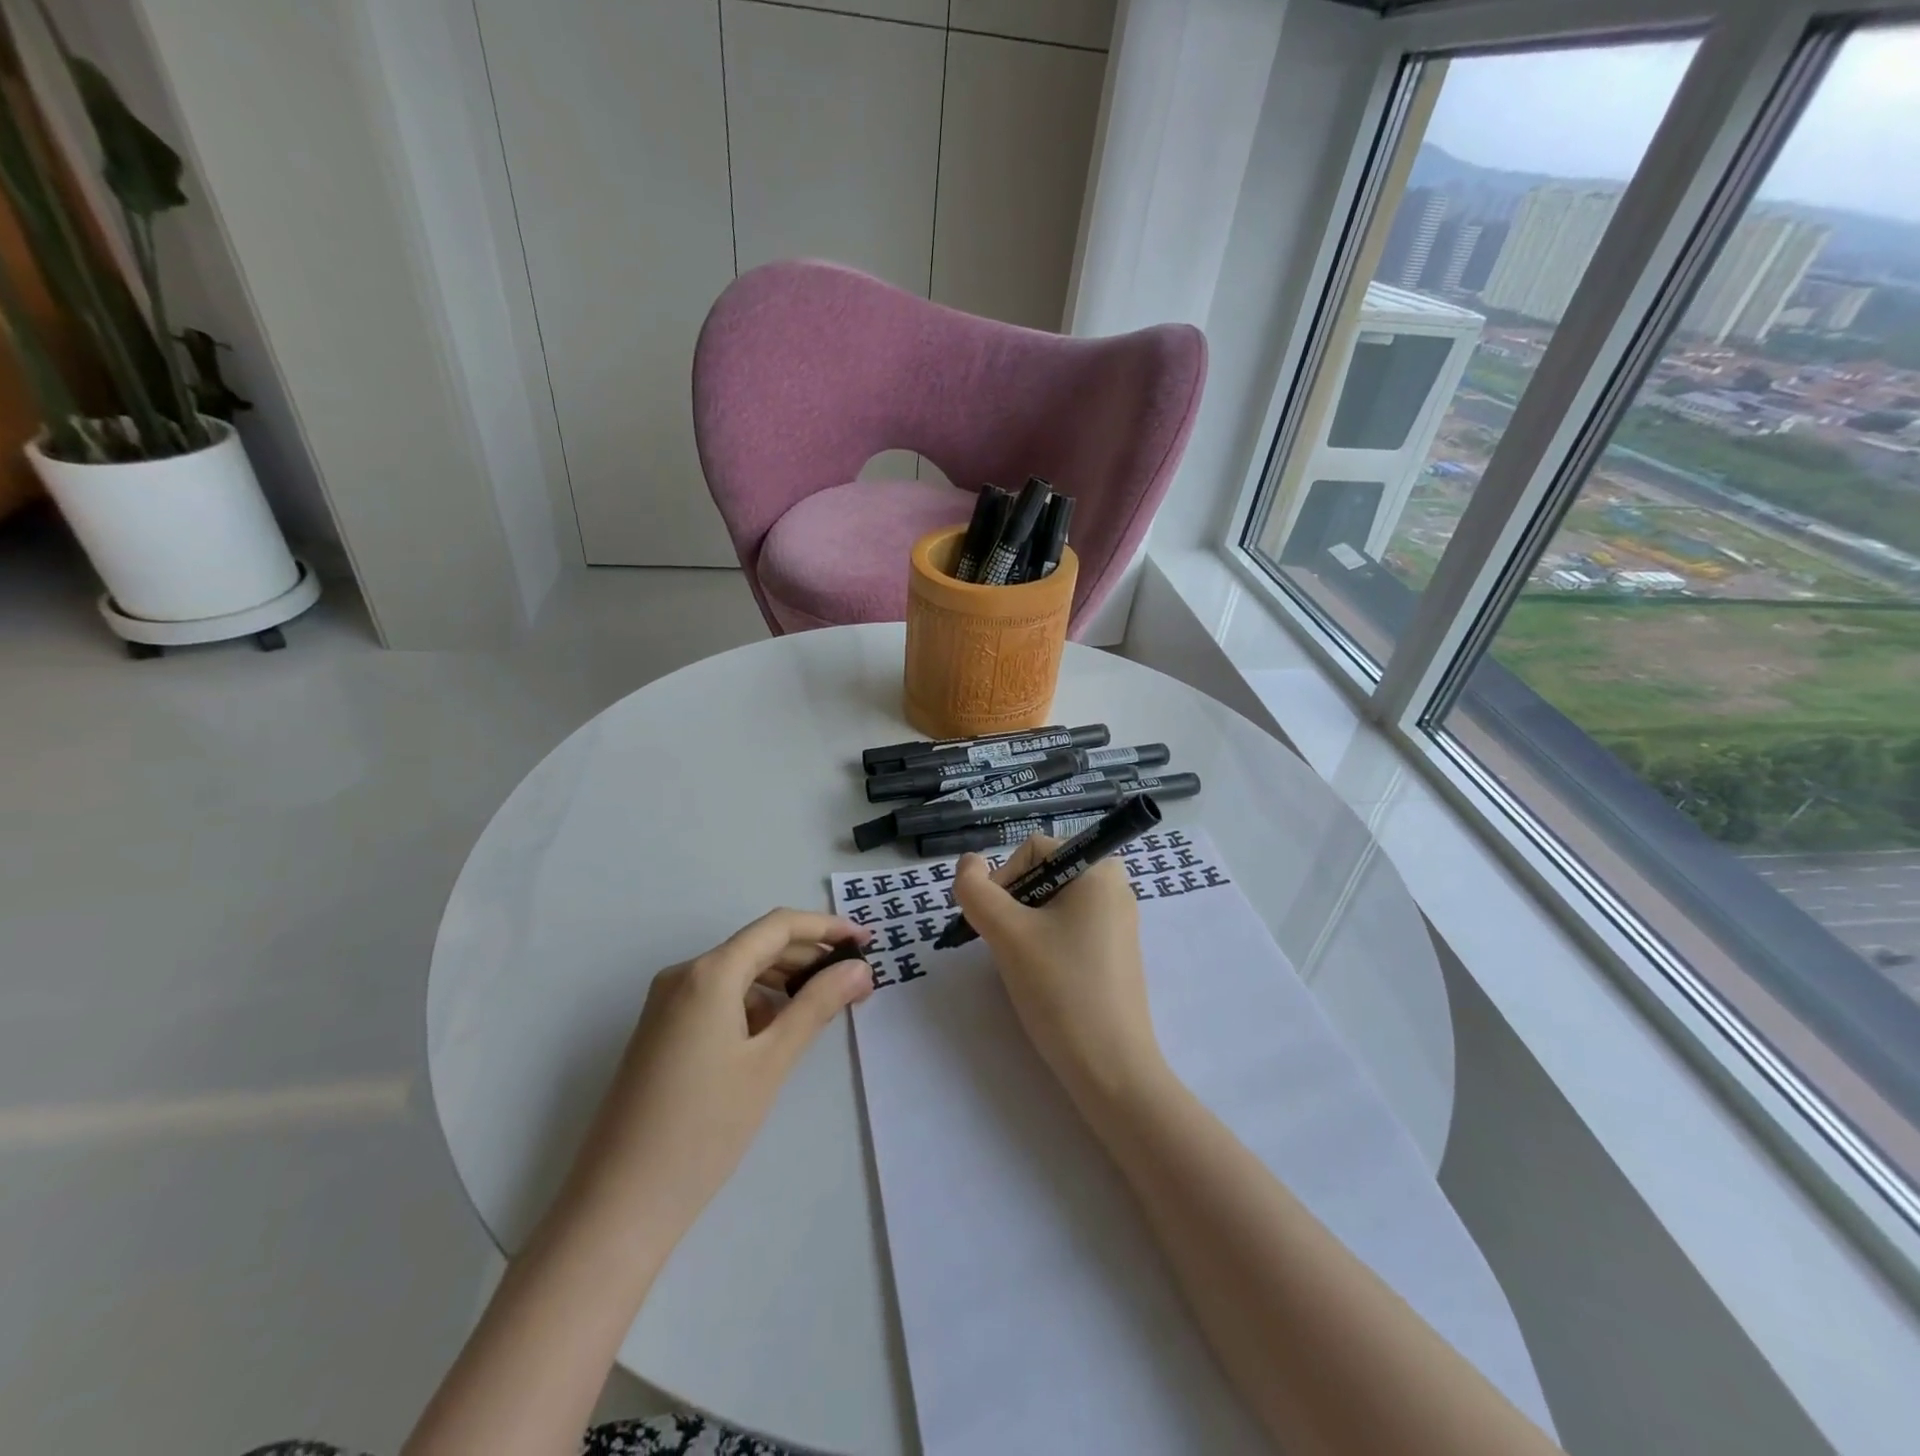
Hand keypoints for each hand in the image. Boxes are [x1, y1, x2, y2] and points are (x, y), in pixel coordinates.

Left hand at [555, 910, 873, 1255]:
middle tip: (855, 981)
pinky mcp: (661, 1031)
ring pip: (738, 973)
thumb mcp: (771, 1062)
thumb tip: (860, 968)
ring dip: (783, 982)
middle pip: (757, 946)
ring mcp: (666, 1004)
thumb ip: (818, 1005)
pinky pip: (717, 998)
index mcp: (709, 973)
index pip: (778, 926)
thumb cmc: (704, 1127)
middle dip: (808, 957)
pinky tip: (774, 1036)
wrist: (618, 1204)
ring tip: (823, 1008)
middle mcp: (684, 975)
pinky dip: (753, 1004)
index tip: (866, 941)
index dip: (826, 927)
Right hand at [953, 839, 1165, 1110]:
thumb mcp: (1008, 934)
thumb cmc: (1060, 989)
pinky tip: (1044, 978)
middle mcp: (1115, 886)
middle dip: (1013, 908)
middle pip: (1041, 876)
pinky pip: (1069, 929)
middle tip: (1007, 948)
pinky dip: (1045, 945)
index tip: (994, 925)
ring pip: (1050, 906)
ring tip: (1026, 967)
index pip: (1031, 851)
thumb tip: (967, 862)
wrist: (1110, 1069)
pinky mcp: (1115, 952)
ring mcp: (1118, 921)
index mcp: (1099, 869)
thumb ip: (976, 890)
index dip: (1002, 881)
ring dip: (1025, 929)